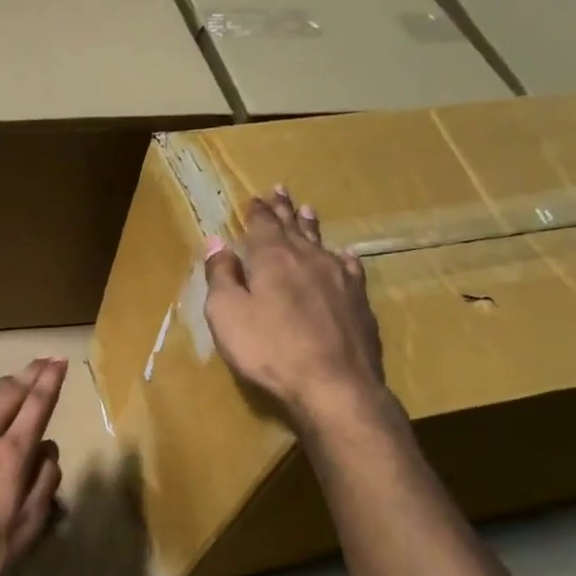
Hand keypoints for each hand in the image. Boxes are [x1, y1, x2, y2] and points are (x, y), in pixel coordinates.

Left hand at [0, 358, 67, 575]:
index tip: (60, 361)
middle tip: (42, 361)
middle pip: (10, 394)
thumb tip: (48, 448)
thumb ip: (44, 484)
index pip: (37, 406)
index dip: (51, 381)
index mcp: (12, 455)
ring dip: (0, 385)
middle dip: (30, 374)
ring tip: (11, 381)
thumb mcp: (27, 528)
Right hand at [204, 188, 392, 424]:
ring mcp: (339, 279)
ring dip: (311, 227)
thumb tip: (216, 242)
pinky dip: (342, 259)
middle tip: (280, 190)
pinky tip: (344, 256)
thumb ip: (221, 276)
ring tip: (308, 210)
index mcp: (272, 259)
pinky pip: (350, 269)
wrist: (334, 384)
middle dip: (283, 210)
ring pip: (322, 243)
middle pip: (293, 228)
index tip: (254, 198)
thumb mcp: (228, 314)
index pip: (262, 226)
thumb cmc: (269, 350)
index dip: (256, 212)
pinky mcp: (359, 302)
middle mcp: (308, 259)